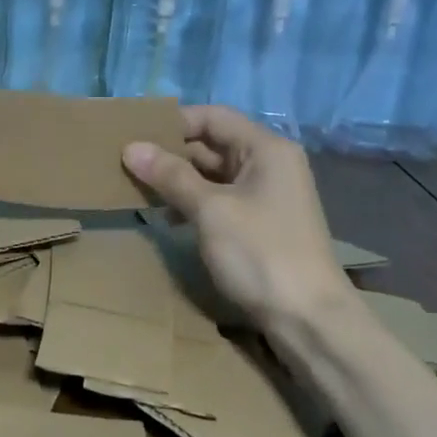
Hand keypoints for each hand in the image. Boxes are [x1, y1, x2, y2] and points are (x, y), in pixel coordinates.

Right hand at [123, 105, 353, 328]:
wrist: (308, 319)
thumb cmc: (260, 253)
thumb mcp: (210, 210)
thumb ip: (171, 176)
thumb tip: (131, 147)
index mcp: (266, 149)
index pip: (213, 117)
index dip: (173, 123)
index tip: (135, 137)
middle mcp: (270, 164)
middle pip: (213, 144)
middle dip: (171, 154)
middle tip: (128, 165)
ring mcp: (267, 195)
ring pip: (214, 175)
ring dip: (178, 181)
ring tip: (139, 191)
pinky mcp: (260, 224)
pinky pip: (220, 200)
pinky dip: (194, 204)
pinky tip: (168, 219)